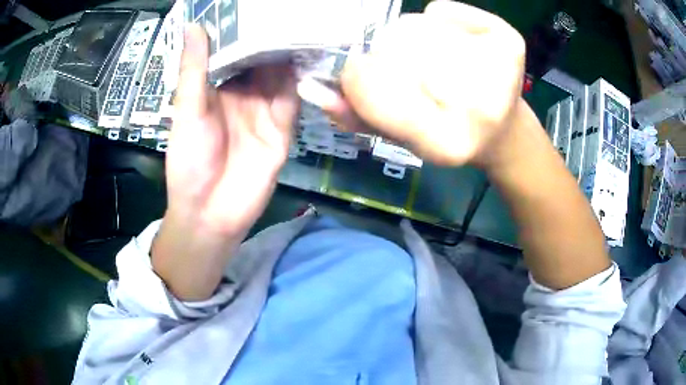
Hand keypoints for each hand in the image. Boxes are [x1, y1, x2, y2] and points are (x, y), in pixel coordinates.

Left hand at [164, 24, 297, 235]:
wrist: (209, 214)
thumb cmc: (189, 162)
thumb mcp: (187, 112)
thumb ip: (194, 71)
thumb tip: (194, 26)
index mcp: (218, 91)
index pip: (236, 54)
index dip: (247, 32)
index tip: (261, 7)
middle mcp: (244, 97)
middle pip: (263, 63)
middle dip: (275, 39)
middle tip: (291, 11)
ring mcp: (264, 114)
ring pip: (281, 79)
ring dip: (291, 56)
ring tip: (305, 26)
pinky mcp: (281, 132)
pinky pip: (292, 103)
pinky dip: (300, 83)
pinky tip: (309, 60)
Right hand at [302, 1, 525, 167]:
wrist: (500, 128)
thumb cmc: (442, 133)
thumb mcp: (400, 138)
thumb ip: (357, 117)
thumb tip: (316, 89)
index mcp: (450, 143)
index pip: (378, 94)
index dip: (358, 81)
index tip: (357, 75)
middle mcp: (481, 107)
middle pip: (396, 49)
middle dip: (386, 58)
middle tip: (407, 75)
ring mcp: (502, 69)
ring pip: (414, 26)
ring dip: (406, 39)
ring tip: (429, 60)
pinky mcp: (508, 39)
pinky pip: (441, 11)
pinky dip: (434, 21)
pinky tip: (453, 43)